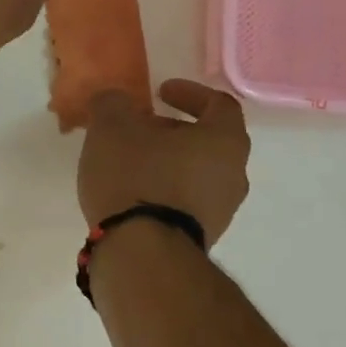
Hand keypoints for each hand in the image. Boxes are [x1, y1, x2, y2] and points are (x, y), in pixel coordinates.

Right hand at [77, 80, 250, 240]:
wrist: (142, 253)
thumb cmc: (136, 176)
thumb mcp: (112, 126)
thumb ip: (113, 103)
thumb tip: (115, 101)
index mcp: (224, 141)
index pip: (219, 104)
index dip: (190, 93)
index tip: (160, 92)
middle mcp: (234, 175)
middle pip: (209, 141)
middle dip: (173, 130)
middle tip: (140, 127)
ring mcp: (221, 211)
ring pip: (197, 172)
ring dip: (168, 161)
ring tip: (130, 160)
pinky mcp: (201, 237)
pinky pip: (186, 200)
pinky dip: (164, 188)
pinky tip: (132, 192)